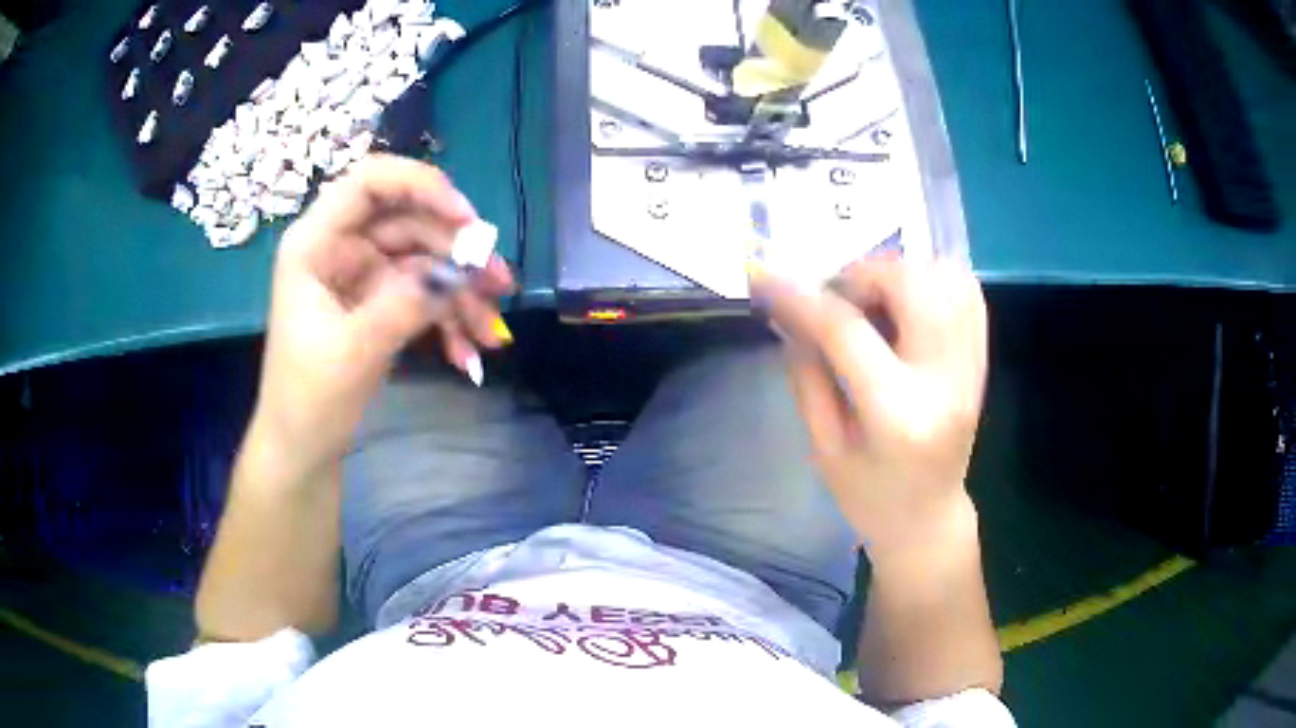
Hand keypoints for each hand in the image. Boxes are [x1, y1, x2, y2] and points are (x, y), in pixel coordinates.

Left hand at [252, 155, 514, 472]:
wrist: (302, 450)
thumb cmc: (309, 399)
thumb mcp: (355, 350)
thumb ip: (406, 303)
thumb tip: (463, 271)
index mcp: (315, 243)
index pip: (370, 183)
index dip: (421, 186)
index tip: (467, 220)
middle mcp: (339, 247)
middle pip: (408, 222)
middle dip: (457, 253)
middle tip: (500, 283)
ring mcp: (361, 274)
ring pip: (424, 260)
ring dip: (461, 293)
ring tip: (492, 333)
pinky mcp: (378, 302)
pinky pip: (422, 295)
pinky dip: (448, 319)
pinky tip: (469, 353)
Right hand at [752, 259, 987, 556]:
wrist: (928, 520)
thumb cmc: (869, 496)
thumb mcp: (824, 446)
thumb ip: (808, 374)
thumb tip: (791, 313)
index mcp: (897, 414)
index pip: (848, 331)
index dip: (802, 298)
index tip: (767, 279)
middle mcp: (944, 380)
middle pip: (911, 285)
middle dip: (862, 274)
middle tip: (834, 296)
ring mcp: (970, 367)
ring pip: (946, 278)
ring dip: (900, 272)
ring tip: (872, 296)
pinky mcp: (981, 361)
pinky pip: (967, 293)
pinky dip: (933, 278)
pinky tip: (906, 299)